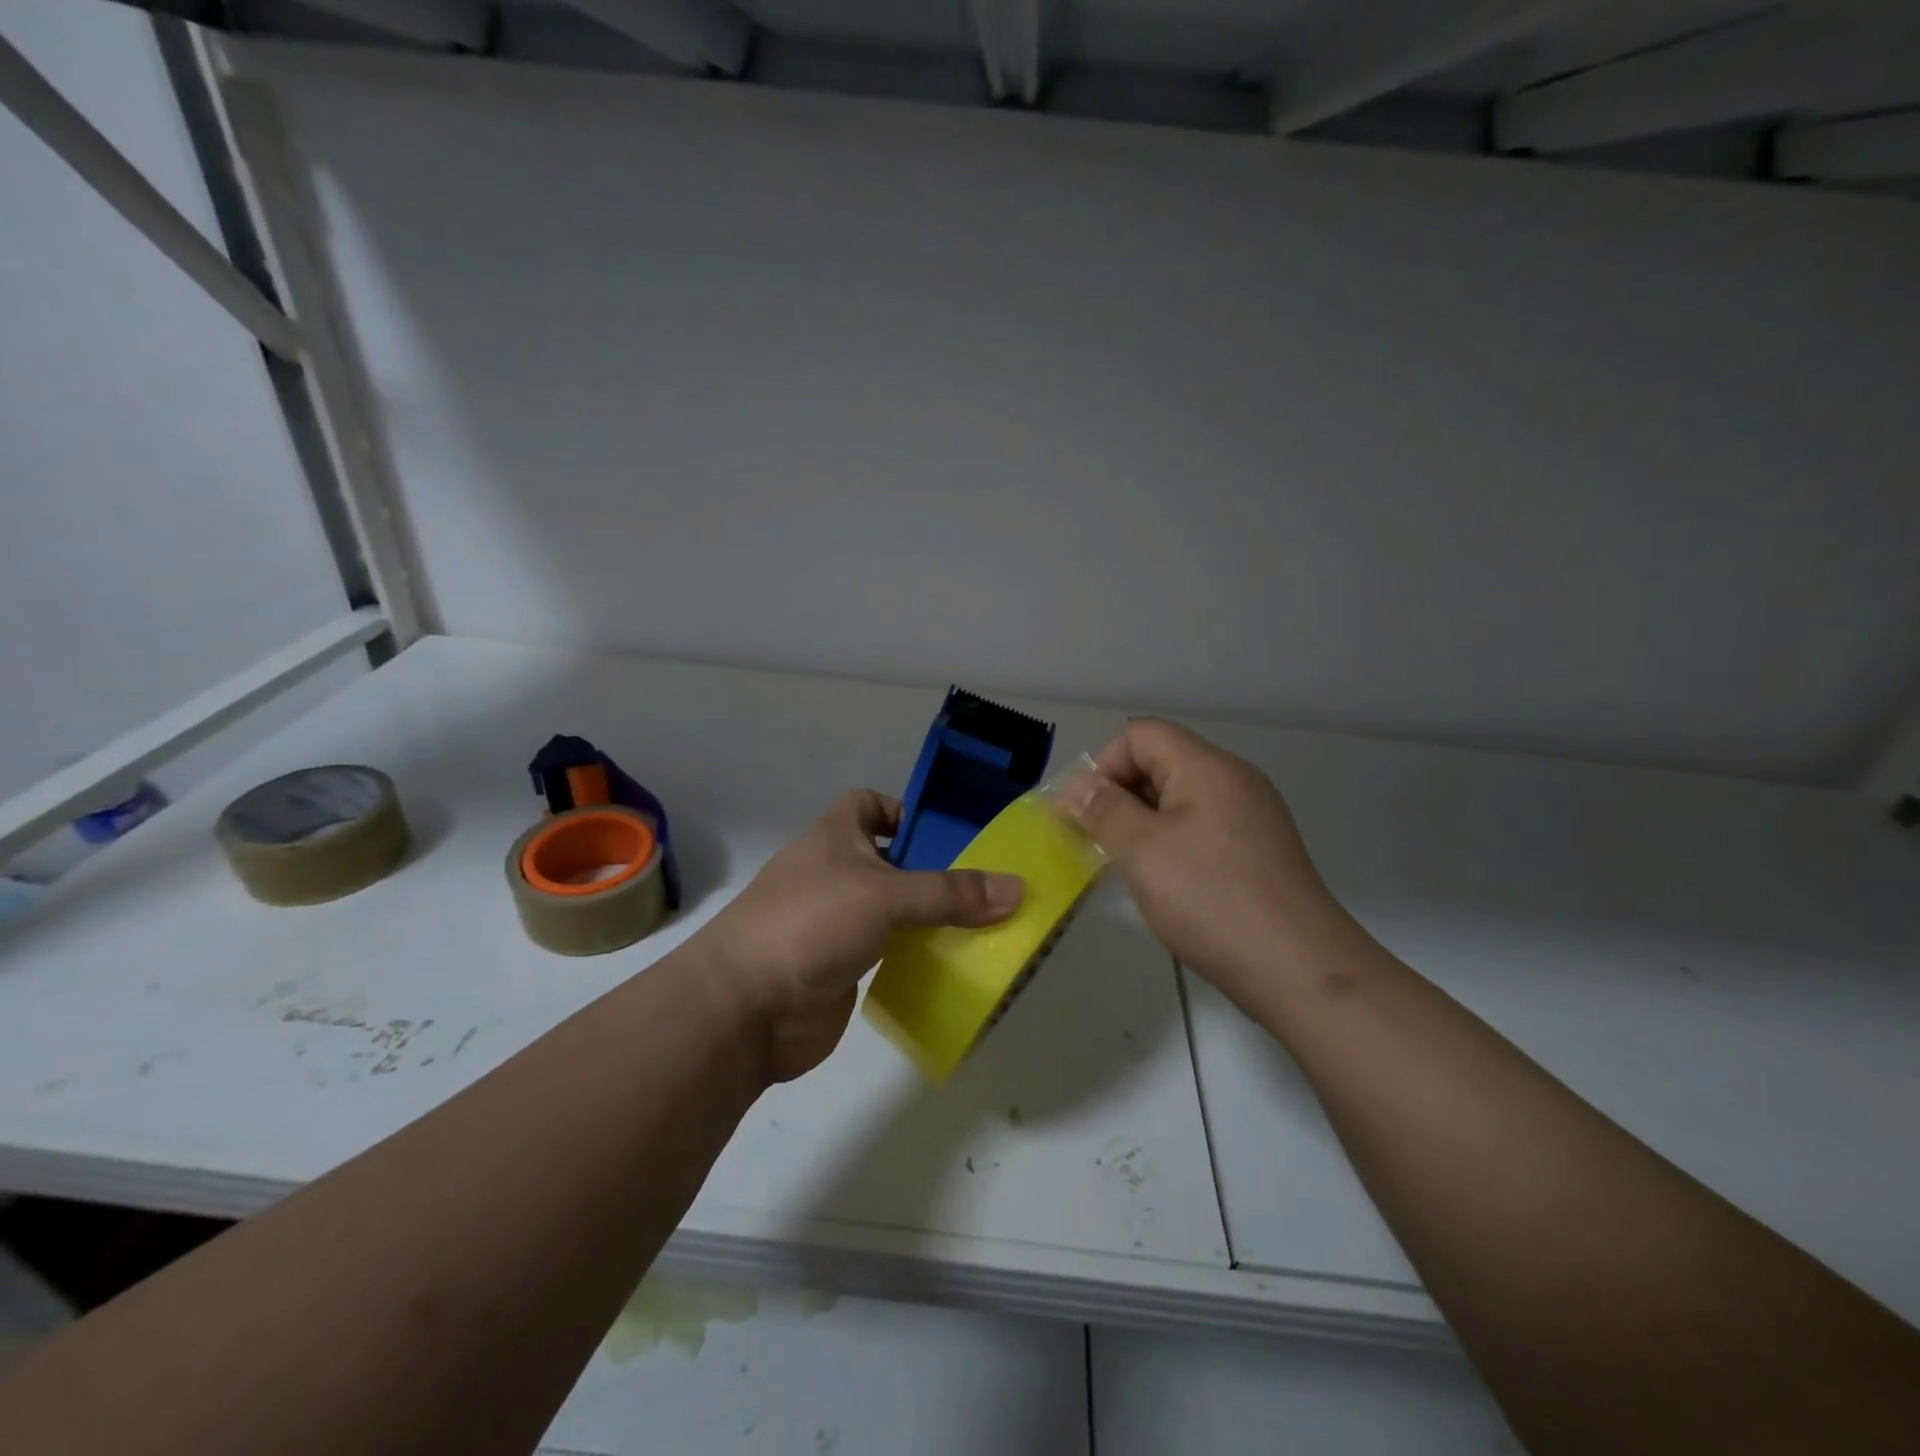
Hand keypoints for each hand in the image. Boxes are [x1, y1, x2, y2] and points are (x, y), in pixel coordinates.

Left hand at [697, 790, 1023, 1082]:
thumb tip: (1017, 888)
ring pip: (894, 910)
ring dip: (930, 917)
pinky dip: (917, 954)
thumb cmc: (811, 924)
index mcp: (835, 836)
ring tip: (985, 926)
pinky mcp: (843, 966)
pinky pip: (890, 951)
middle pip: (892, 861)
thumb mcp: (886, 896)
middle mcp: (835, 872)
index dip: (904, 811)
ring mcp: (836, 922)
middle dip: (934, 871)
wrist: (745, 1009)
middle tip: (988, 886)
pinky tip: (954, 964)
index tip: (946, 834)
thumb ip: (950, 893)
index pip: (869, 803)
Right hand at [1061, 720, 1338, 1011]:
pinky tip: (1163, 882)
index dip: (1103, 765)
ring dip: (1142, 821)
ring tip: (1123, 863)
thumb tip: (1076, 786)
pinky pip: (1201, 827)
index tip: (1080, 813)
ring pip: (1180, 798)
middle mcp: (1234, 779)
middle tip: (1093, 841)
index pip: (1140, 735)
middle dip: (1118, 794)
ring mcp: (1251, 815)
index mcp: (1207, 767)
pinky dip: (1170, 841)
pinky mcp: (1259, 849)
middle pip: (1161, 761)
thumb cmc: (1211, 900)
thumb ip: (1103, 810)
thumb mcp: (1142, 851)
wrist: (1299, 969)